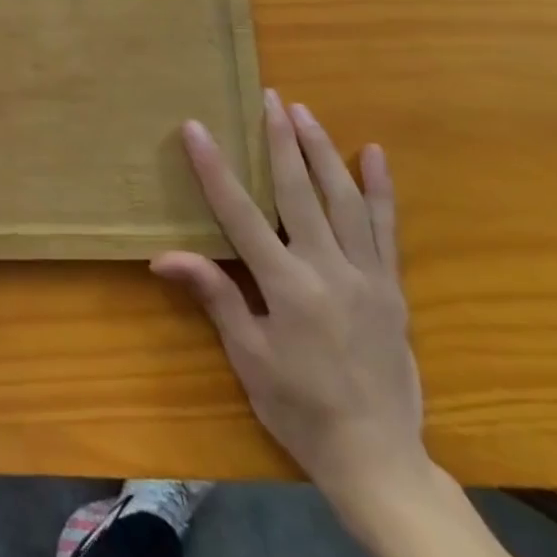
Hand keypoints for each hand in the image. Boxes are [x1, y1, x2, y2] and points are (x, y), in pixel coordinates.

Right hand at [153, 91, 426, 526]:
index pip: (240, 213)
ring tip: (304, 112)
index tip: (197, 128)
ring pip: (344, 200)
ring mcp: (367, 276)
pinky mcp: (392, 287)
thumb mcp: (248, 356)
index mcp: (287, 287)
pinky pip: (386, 229)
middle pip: (299, 192)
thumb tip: (163, 256)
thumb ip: (214, 295)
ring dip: (322, 151)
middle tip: (268, 97)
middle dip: (280, 140)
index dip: (215, 168)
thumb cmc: (299, 407)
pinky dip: (380, 189)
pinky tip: (374, 154)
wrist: (378, 459)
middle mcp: (329, 270)